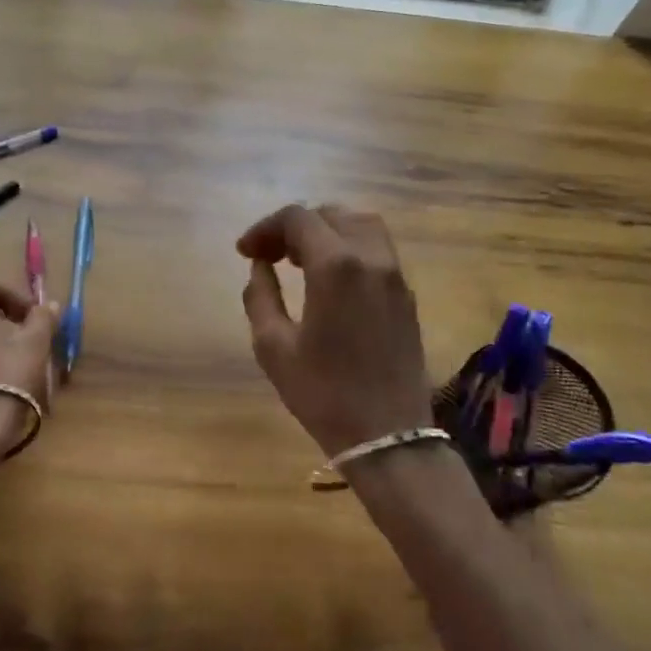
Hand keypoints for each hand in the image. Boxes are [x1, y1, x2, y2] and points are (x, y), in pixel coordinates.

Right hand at [237, 204, 431, 456]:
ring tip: (299, 258)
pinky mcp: (406, 293)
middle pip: (331, 214)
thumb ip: (260, 297)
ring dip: (326, 230)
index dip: (265, 228)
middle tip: (269, 254)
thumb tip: (260, 267)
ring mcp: (394, 274)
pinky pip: (377, 248)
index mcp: (336, 266)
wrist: (390, 437)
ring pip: (360, 224)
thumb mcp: (274, 348)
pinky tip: (329, 276)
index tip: (244, 252)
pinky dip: (349, 245)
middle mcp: (371, 257)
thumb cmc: (324, 394)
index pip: (298, 218)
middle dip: (294, 226)